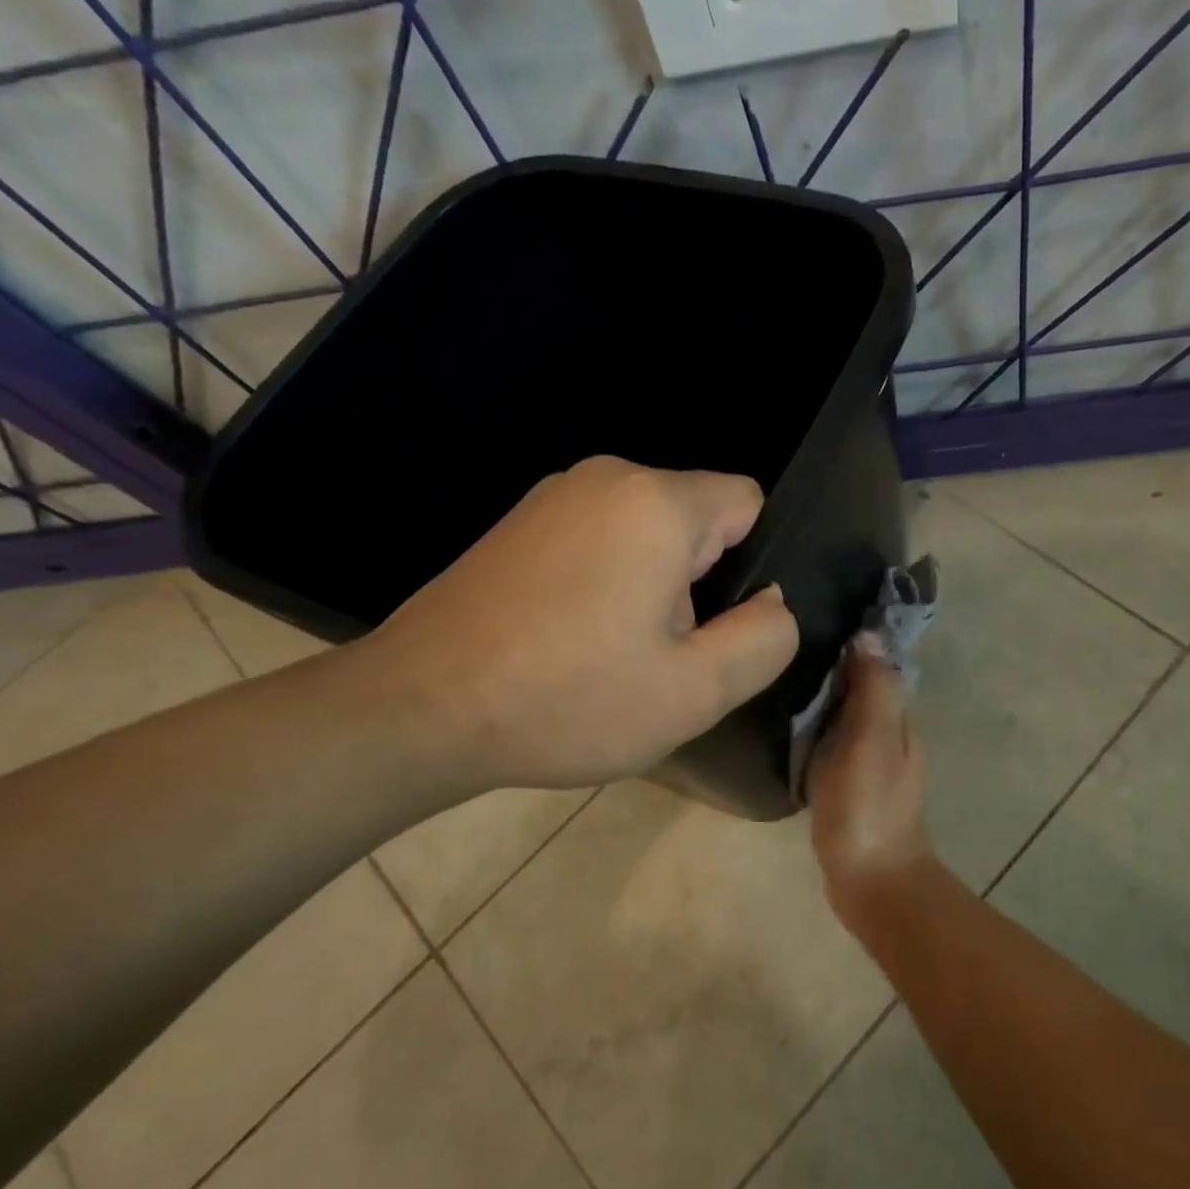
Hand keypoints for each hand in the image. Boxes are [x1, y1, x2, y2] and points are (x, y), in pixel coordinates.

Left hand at [361, 456, 799, 789]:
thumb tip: (772, 602)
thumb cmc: (568, 700)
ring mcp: (554, 497)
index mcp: (656, 502)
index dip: (752, 567)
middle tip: (663, 655)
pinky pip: (602, 541)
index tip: (713, 627)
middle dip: (701, 583)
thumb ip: (766, 638)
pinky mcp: (520, 524)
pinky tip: (574, 641)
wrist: (417, 711)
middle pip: (699, 520)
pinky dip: (610, 584)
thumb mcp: (697, 690)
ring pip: (651, 534)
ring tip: (616, 654)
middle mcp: (606, 477)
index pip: (749, 502)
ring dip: (656, 589)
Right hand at [808, 634, 937, 916]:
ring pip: (844, 719)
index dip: (852, 645)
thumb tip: (867, 636)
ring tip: (779, 680)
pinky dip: (815, 732)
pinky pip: (831, 746)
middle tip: (783, 650)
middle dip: (833, 669)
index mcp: (897, 720)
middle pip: (860, 691)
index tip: (813, 622)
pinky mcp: (848, 789)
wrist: (871, 879)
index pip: (877, 668)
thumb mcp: (873, 739)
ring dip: (822, 701)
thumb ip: (874, 689)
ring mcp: (868, 766)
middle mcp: (887, 737)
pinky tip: (787, 729)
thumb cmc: (870, 805)